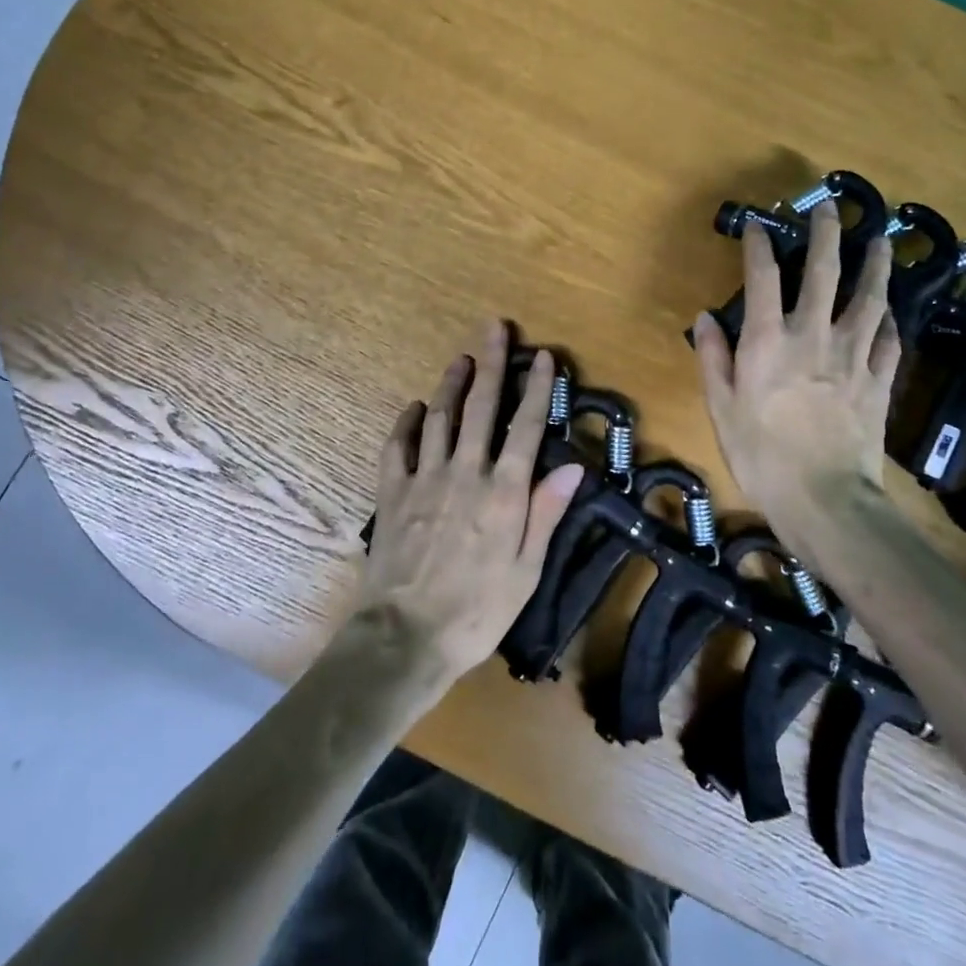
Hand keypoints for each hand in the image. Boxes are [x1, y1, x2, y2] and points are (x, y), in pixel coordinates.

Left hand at [356, 321, 586, 681]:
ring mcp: (425, 478)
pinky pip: (398, 445)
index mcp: (503, 493)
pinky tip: (414, 407)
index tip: (542, 356)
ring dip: (451, 383)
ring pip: (439, 416)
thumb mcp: (525, 571)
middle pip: (480, 407)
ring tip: (460, 358)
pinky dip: (407, 422)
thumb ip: (545, 514)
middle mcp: (465, 473)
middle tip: (494, 328)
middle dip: (490, 364)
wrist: (405, 637)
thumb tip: (572, 469)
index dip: (536, 389)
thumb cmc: (476, 611)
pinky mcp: (393, 492)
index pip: (525, 428)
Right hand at [692, 200, 901, 554]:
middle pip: (824, 273)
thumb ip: (713, 357)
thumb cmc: (760, 455)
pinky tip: (890, 312)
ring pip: (869, 299)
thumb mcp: (720, 407)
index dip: (759, 245)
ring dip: (875, 266)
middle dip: (827, 235)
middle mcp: (813, 335)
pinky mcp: (879, 381)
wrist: (824, 499)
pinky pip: (889, 341)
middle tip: (831, 208)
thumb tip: (705, 317)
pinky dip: (890, 322)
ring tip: (881, 242)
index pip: (762, 277)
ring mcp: (853, 356)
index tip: (758, 224)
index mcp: (768, 340)